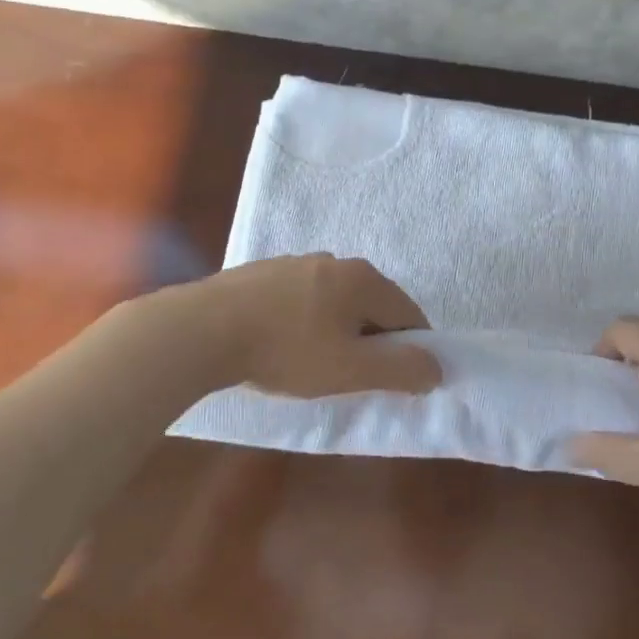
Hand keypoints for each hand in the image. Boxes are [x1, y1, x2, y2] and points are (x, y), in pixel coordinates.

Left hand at [193, 253, 440, 397]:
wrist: (200, 330)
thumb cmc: (287, 350)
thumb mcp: (351, 370)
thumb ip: (401, 370)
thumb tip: (437, 368)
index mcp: (363, 279)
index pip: (408, 314)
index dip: (411, 348)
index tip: (395, 378)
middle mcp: (335, 260)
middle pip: (371, 304)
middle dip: (372, 339)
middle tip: (353, 374)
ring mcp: (295, 261)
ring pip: (335, 300)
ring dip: (337, 329)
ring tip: (313, 362)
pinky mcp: (262, 272)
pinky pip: (301, 297)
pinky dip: (305, 320)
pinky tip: (282, 343)